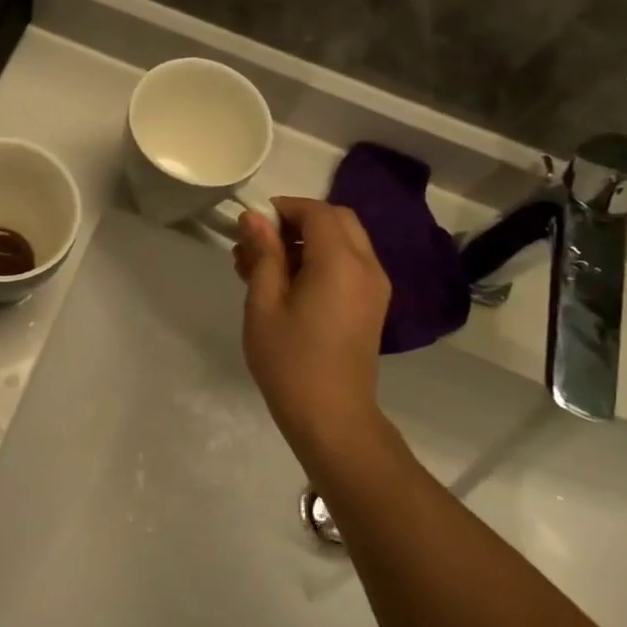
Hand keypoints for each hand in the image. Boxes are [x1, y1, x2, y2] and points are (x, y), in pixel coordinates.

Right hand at [235, 197, 395, 472]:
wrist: (332, 417)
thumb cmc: (290, 360)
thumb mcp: (264, 303)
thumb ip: (264, 254)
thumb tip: (254, 218)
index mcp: (340, 262)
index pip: (316, 212)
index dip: (283, 209)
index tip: (251, 225)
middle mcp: (366, 266)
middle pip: (336, 220)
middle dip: (297, 221)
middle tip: (260, 244)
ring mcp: (375, 286)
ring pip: (345, 240)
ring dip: (308, 241)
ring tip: (265, 267)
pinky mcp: (373, 304)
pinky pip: (350, 264)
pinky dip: (322, 260)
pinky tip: (288, 285)